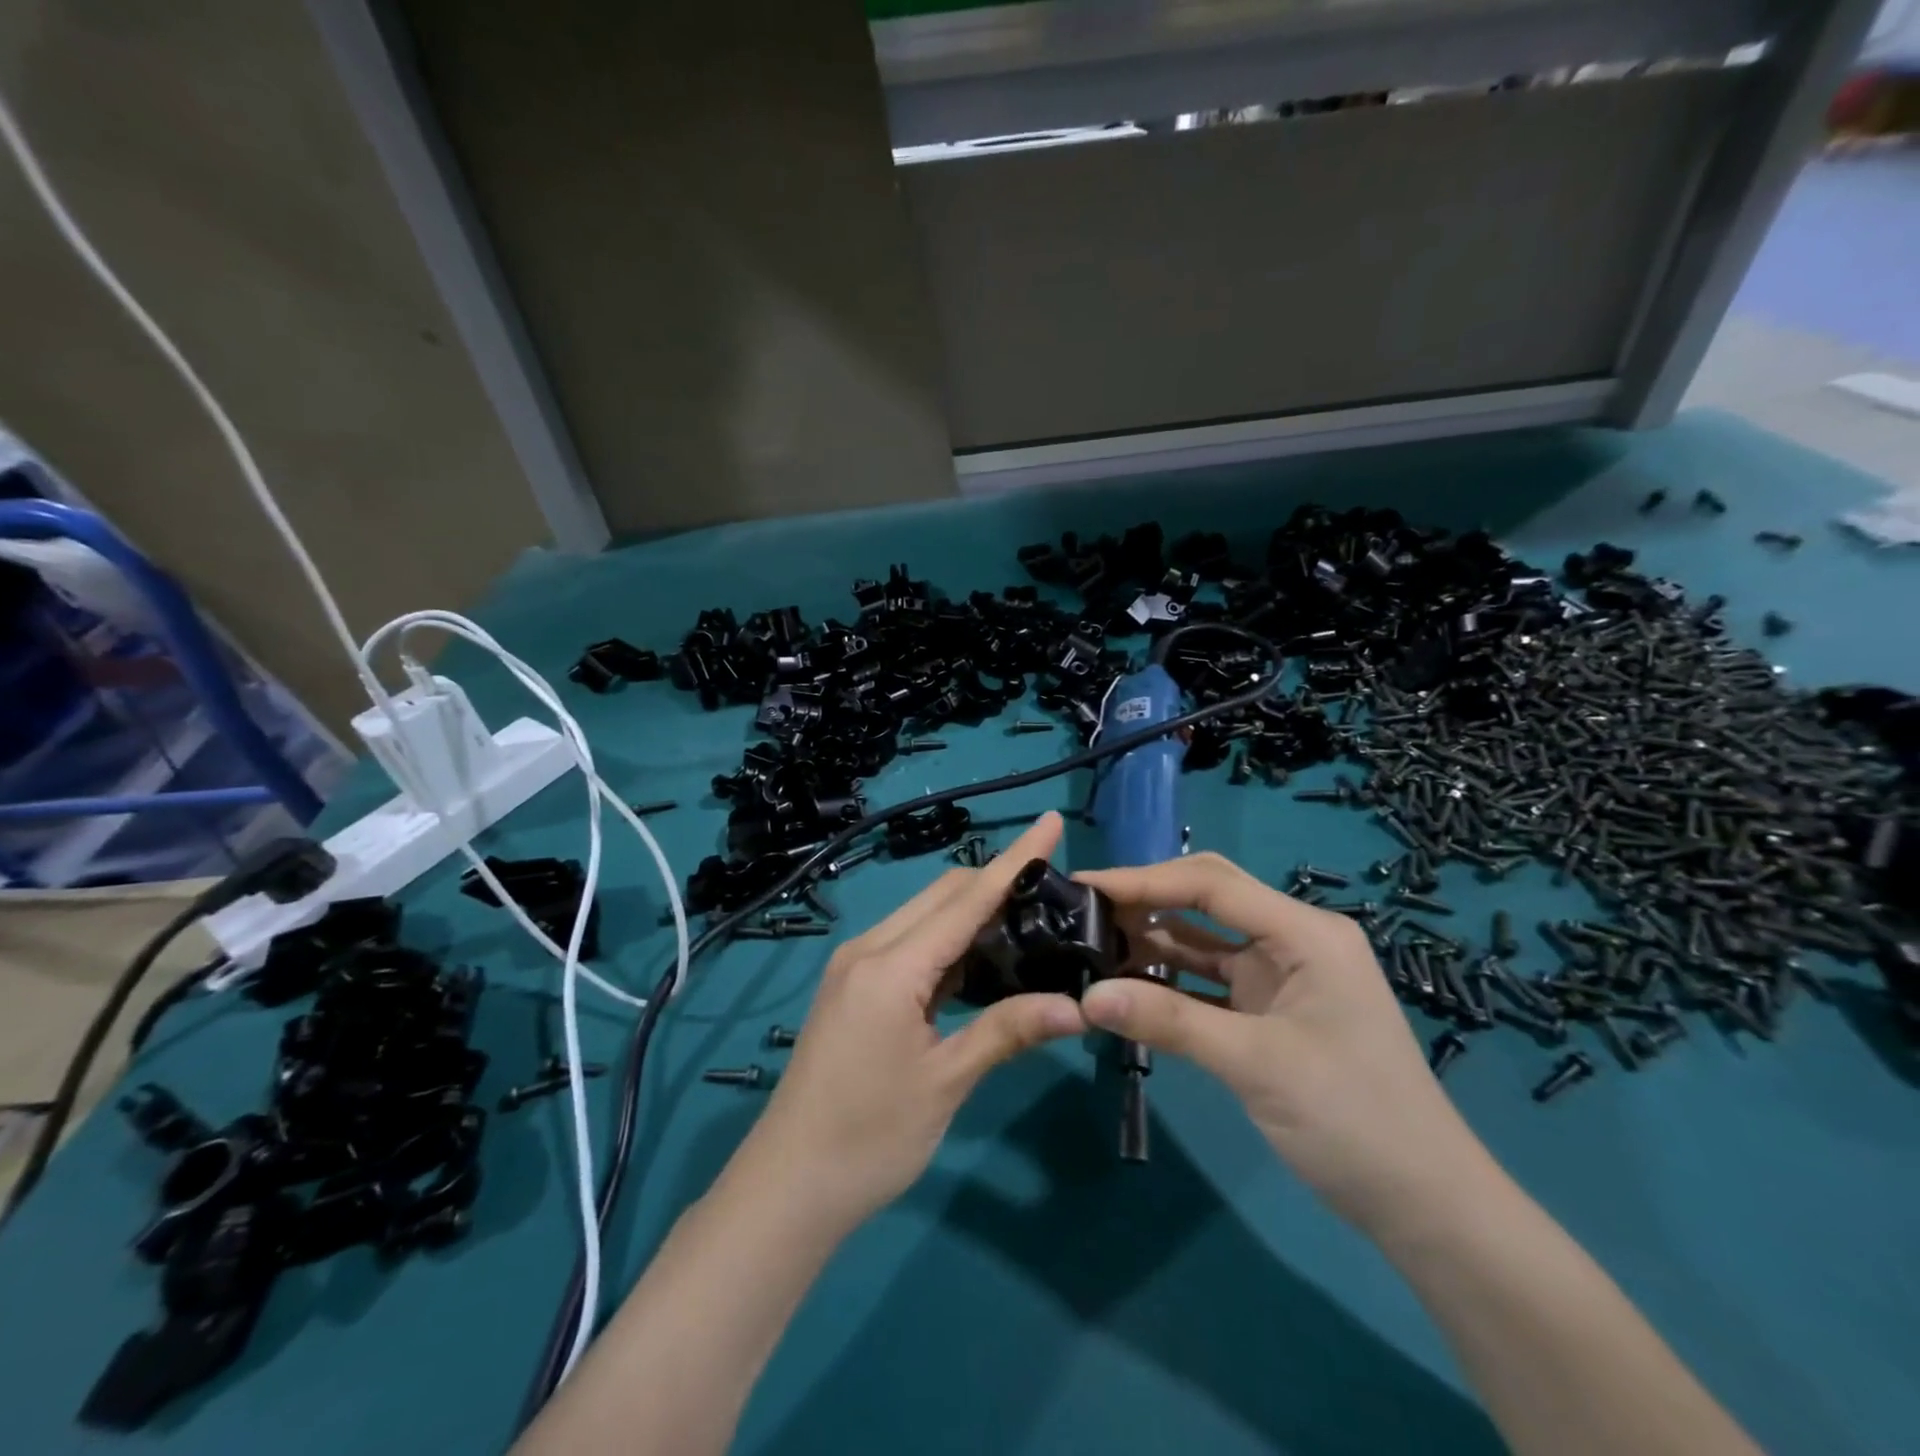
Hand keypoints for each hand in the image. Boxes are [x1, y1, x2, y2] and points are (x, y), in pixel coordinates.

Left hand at [732, 813, 1085, 1231]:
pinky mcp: (853, 986)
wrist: (788, 1185)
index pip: (966, 899)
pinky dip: (948, 943)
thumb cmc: (869, 1138)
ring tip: (1028, 920)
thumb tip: (1077, 1008)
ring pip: (925, 917)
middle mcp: (869, 949)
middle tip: (1052, 889)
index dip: (1014, 859)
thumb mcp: (945, 1083)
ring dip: (972, 912)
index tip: (1050, 822)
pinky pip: (909, 944)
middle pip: (943, 896)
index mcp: (890, 966)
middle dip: (996, 882)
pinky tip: (981, 961)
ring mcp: (856, 965)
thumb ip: (1007, 1031)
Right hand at [1075, 853, 1488, 1233]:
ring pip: (1203, 939)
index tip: (1086, 885)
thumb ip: (1169, 1022)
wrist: (1425, 1206)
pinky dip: (1169, 981)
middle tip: (1084, 909)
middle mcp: (1291, 940)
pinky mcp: (1269, 1011)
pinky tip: (1126, 984)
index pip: (1210, 885)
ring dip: (1153, 940)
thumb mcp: (1256, 1064)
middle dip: (1146, 900)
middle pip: (1206, 899)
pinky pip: (1208, 981)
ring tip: (1092, 941)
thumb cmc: (1353, 1119)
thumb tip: (1086, 996)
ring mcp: (1280, 976)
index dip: (1143, 880)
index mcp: (1304, 932)